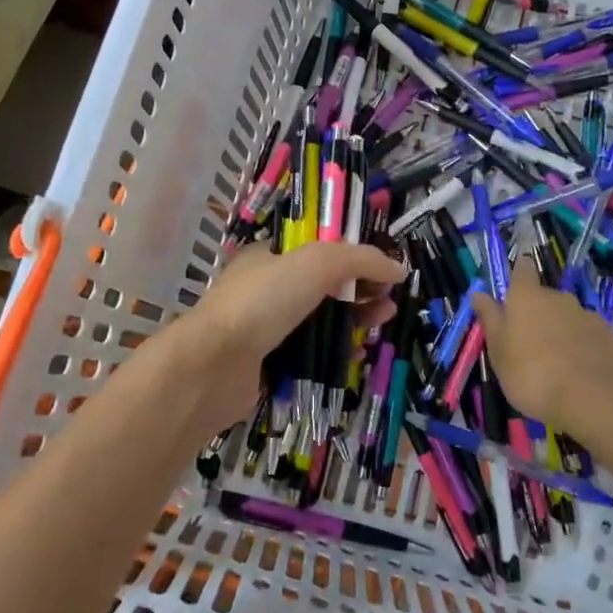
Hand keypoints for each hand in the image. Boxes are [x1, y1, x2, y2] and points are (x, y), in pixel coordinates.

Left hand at [174, 242, 404, 429]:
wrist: (214, 365)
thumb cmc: (263, 301)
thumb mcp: (317, 262)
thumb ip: (361, 259)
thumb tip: (398, 268)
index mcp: (269, 254)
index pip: (319, 247)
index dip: (353, 255)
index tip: (382, 270)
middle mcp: (266, 286)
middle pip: (324, 283)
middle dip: (360, 288)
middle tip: (388, 301)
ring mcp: (265, 326)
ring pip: (319, 318)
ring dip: (353, 318)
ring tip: (382, 322)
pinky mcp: (269, 361)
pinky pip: (310, 350)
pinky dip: (335, 349)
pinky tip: (357, 351)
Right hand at [472, 257, 612, 449]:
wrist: (595, 401)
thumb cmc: (533, 375)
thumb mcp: (499, 352)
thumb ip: (490, 319)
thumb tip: (479, 293)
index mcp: (527, 297)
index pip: (522, 269)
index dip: (518, 276)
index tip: (513, 293)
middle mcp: (559, 298)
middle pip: (545, 297)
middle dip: (537, 314)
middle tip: (529, 345)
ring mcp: (588, 315)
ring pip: (568, 317)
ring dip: (561, 331)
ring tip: (557, 364)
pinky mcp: (611, 336)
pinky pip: (589, 336)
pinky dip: (583, 347)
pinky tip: (580, 372)